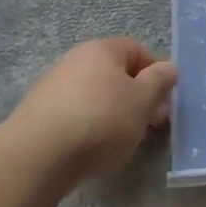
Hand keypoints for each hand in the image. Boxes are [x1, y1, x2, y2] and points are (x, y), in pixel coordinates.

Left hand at [10, 38, 177, 179]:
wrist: (37, 156)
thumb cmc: (101, 120)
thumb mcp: (143, 100)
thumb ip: (159, 81)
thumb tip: (168, 67)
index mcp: (102, 49)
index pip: (137, 50)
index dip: (156, 73)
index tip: (165, 101)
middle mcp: (75, 60)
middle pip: (116, 74)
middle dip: (137, 98)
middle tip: (151, 126)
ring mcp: (53, 87)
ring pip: (96, 96)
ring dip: (115, 115)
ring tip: (123, 142)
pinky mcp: (39, 115)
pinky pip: (76, 115)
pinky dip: (90, 128)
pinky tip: (93, 150)